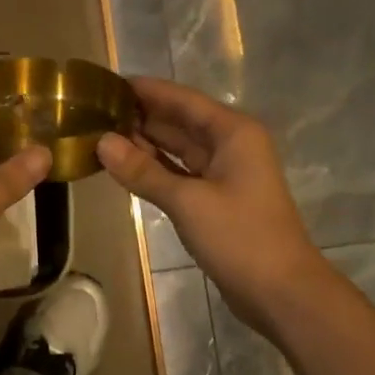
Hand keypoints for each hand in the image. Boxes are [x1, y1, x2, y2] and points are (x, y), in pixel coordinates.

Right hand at [96, 77, 320, 336]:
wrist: (280, 292)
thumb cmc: (240, 237)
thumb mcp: (187, 201)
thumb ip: (143, 171)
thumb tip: (101, 142)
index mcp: (233, 132)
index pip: (182, 100)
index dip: (146, 90)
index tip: (107, 82)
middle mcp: (230, 145)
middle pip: (179, 121)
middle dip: (140, 115)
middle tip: (93, 110)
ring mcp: (223, 173)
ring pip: (177, 148)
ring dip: (143, 142)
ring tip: (99, 132)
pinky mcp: (214, 199)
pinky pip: (178, 172)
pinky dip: (154, 168)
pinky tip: (123, 165)